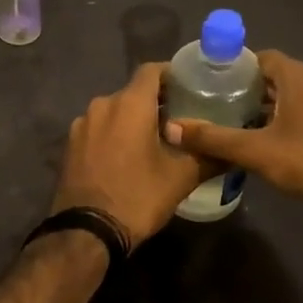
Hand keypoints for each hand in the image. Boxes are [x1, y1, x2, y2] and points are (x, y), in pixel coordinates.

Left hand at [51, 63, 208, 249]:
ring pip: (115, 111)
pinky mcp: (70, 145)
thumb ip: (209, 156)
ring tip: (156, 140)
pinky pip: (99, 129)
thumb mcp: (182, 178)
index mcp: (129, 104)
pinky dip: (115, 134)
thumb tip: (232, 151)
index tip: (191, 87)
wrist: (87, 232)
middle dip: (156, 102)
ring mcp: (81, 124)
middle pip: (133, 92)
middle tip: (181, 119)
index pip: (152, 70)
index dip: (172, 74)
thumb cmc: (138, 197)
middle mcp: (102, 104)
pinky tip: (128, 156)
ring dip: (133, 120)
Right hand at [163, 50, 302, 220]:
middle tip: (223, 110)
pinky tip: (285, 143)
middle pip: (277, 75)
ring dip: (274, 106)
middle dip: (251, 90)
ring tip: (248, 128)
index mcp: (298, 75)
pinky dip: (296, 118)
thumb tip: (172, 128)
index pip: (259, 57)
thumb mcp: (259, 153)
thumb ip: (215, 139)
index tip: (212, 86)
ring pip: (298, 94)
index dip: (234, 69)